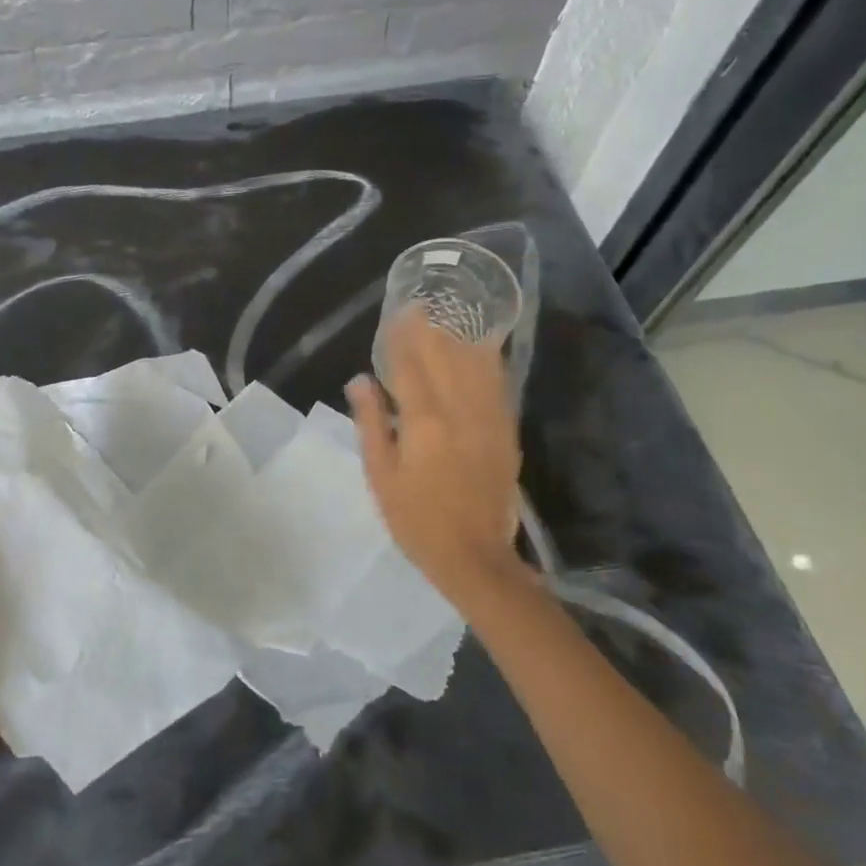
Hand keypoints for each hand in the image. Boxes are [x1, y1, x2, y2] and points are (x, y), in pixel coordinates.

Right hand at [347, 311, 525, 610]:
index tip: (395, 315)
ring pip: (475, 366)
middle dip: (430, 330)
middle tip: (418, 309)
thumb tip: (360, 381)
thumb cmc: (416, 519)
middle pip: (445, 358)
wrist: (474, 556)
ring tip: (447, 321)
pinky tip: (481, 351)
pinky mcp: (505, 433)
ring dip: (459, 339)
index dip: (401, 337)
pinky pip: (497, 386)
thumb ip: (370, 423)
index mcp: (424, 421)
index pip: (410, 366)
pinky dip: (487, 362)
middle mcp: (460, 411)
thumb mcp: (381, 475)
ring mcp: (488, 420)